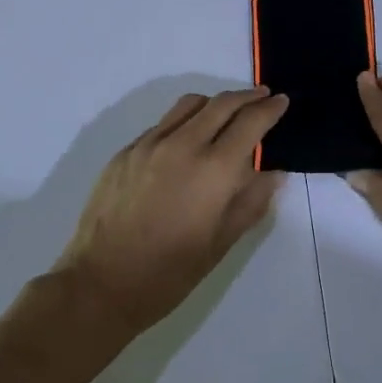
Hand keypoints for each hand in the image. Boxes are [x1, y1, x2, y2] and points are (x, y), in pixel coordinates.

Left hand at [53, 88, 289, 339]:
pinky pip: (163, 124)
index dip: (270, 108)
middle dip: (247, 96)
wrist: (100, 285)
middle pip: (222, 103)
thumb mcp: (221, 243)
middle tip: (262, 96)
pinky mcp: (126, 152)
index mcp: (213, 169)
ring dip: (215, 103)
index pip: (251, 122)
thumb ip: (251, 201)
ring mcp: (150, 144)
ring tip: (225, 113)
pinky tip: (185, 143)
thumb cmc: (169, 273)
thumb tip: (272, 173)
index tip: (282, 101)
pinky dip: (184, 122)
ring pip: (190, 104)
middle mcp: (183, 145)